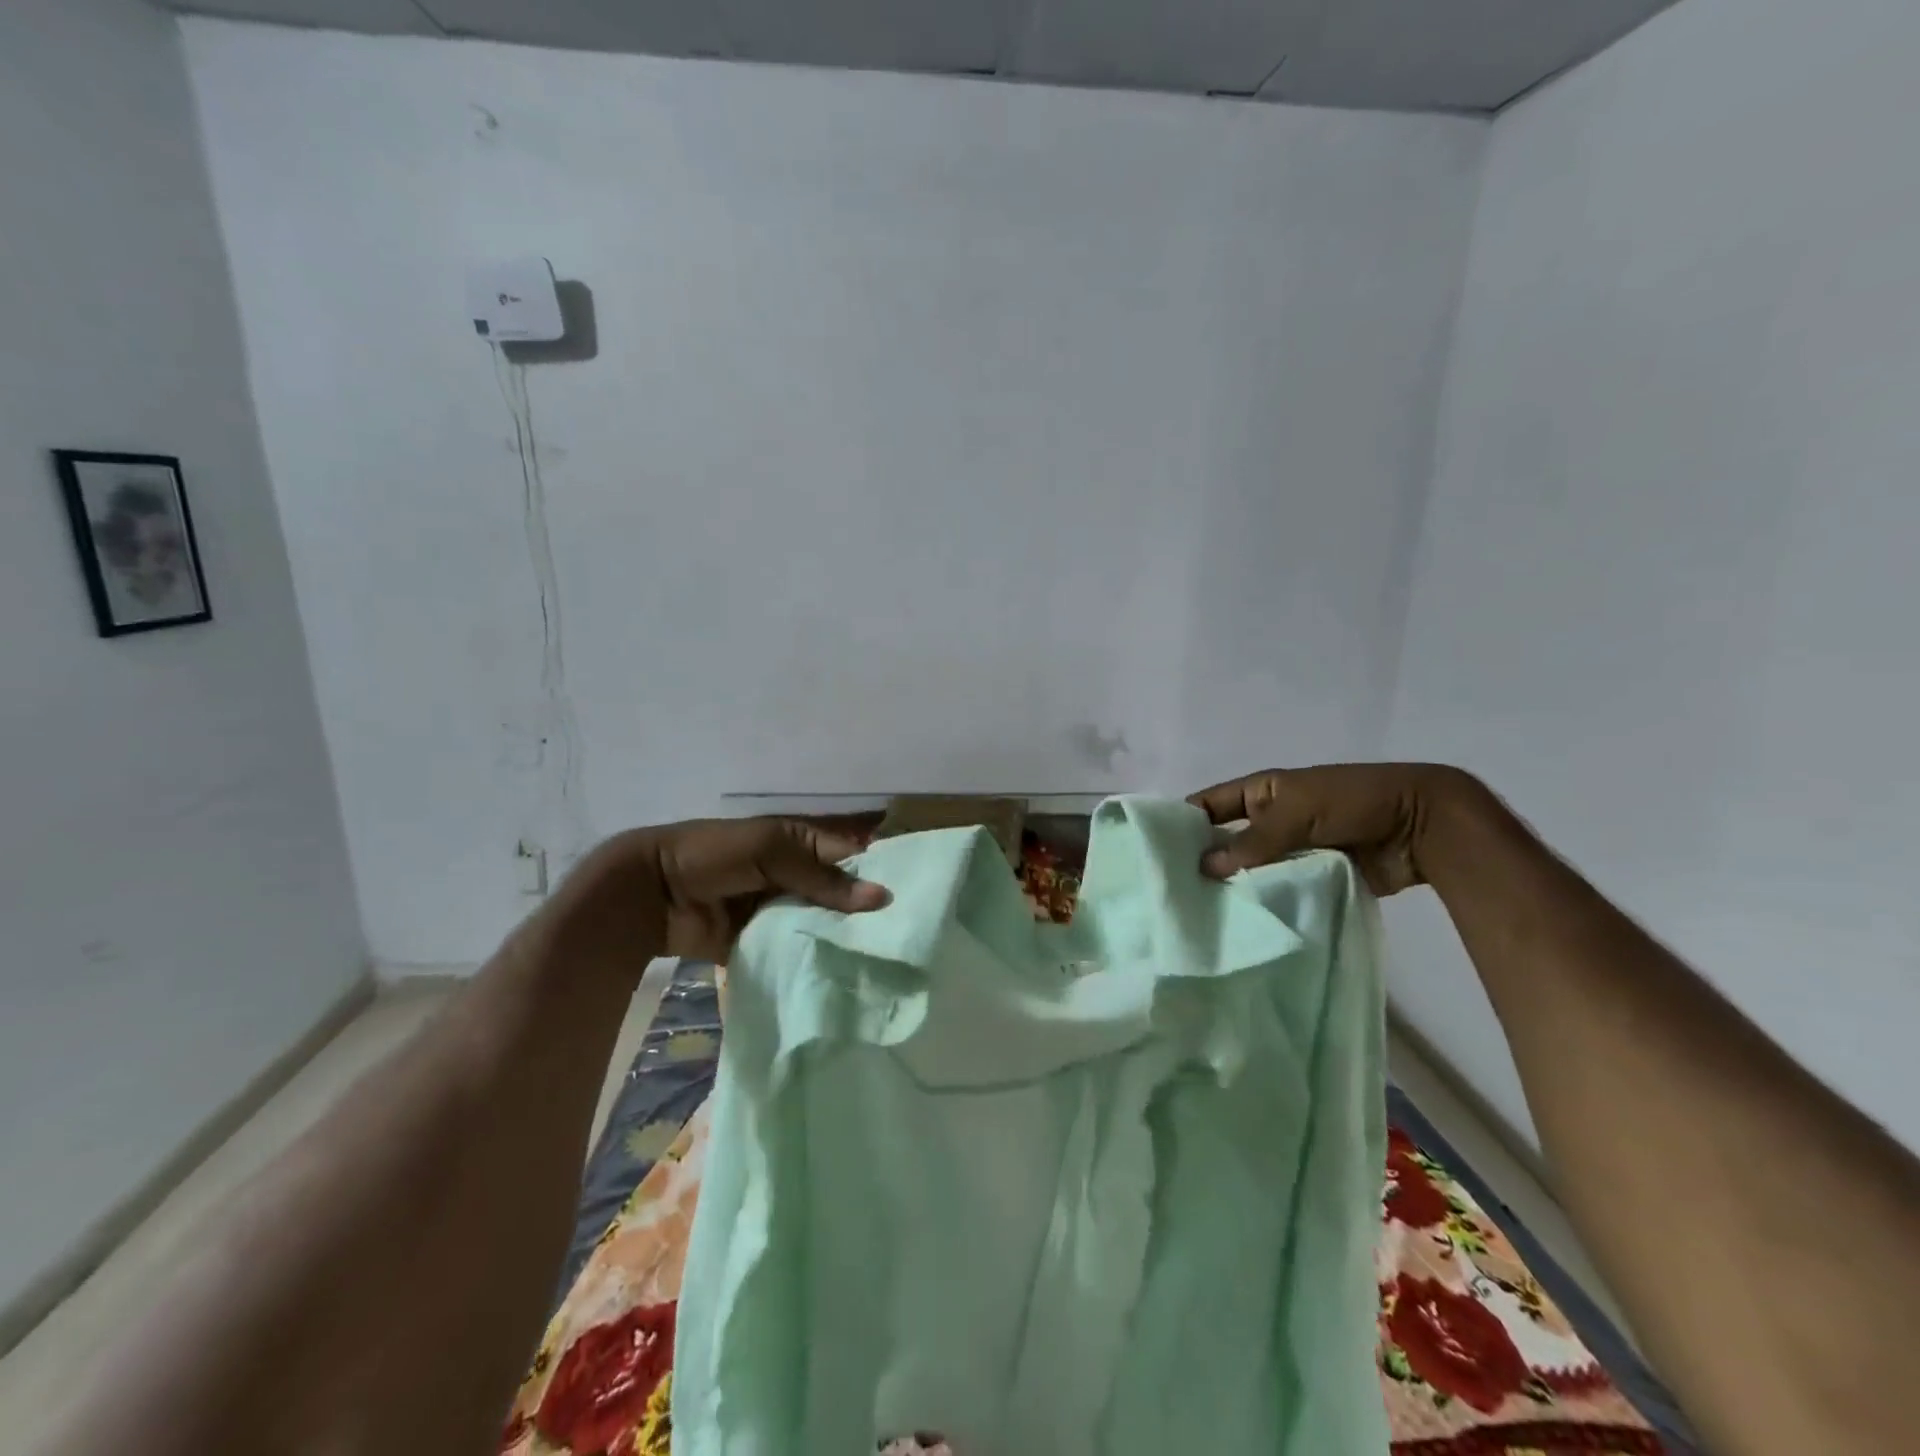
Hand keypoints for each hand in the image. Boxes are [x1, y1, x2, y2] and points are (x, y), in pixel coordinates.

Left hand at [547, 817, 890, 963]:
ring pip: (827, 923)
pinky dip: (819, 958)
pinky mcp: (768, 941)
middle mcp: (801, 875)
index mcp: (804, 841)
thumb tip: (883, 898)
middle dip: (872, 911)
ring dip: (848, 938)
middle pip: (845, 893)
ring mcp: (784, 909)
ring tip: (890, 961)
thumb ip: (823, 876)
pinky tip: (849, 975)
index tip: (924, 894)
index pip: (856, 853)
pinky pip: (800, 948)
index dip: (886, 869)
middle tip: (914, 936)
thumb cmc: (715, 855)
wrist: (651, 894)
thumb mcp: (772, 849)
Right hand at [1187, 764, 1485, 896]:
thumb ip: (1250, 841)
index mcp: (1260, 793)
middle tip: (1170, 894)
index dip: (1181, 824)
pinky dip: (1262, 902)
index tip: (1154, 854)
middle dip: (1203, 862)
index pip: (1207, 805)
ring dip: (1232, 888)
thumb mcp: (1295, 812)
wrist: (1421, 827)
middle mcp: (1267, 821)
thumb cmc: (1352, 802)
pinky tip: (1238, 925)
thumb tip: (1202, 867)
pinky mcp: (1310, 878)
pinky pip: (1277, 890)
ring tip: (1199, 916)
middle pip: (1224, 841)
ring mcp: (1289, 851)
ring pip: (1249, 870)